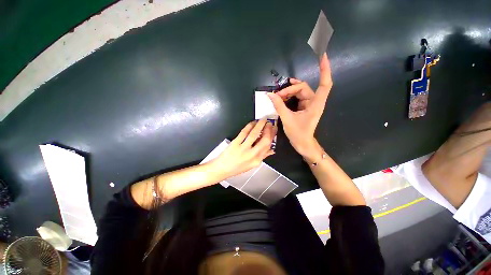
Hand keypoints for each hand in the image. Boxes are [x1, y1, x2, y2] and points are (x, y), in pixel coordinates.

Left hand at [213, 120, 276, 177]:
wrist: (222, 169)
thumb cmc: (237, 168)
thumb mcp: (252, 165)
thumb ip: (262, 157)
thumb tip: (271, 150)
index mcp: (257, 161)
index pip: (268, 146)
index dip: (272, 136)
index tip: (273, 130)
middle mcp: (252, 155)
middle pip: (264, 140)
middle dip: (268, 130)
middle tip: (269, 123)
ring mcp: (243, 148)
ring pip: (254, 134)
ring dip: (260, 125)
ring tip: (263, 120)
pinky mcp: (235, 143)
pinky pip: (244, 132)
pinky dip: (250, 126)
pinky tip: (253, 123)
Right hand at [267, 53, 332, 156]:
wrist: (303, 144)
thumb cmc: (298, 134)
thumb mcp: (287, 119)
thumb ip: (279, 106)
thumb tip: (270, 94)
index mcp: (315, 104)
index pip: (324, 84)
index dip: (324, 69)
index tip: (323, 55)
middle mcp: (314, 102)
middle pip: (303, 88)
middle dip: (289, 90)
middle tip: (276, 95)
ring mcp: (309, 105)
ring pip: (299, 92)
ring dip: (288, 93)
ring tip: (277, 96)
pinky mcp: (304, 108)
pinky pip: (297, 98)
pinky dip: (289, 96)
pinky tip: (282, 97)